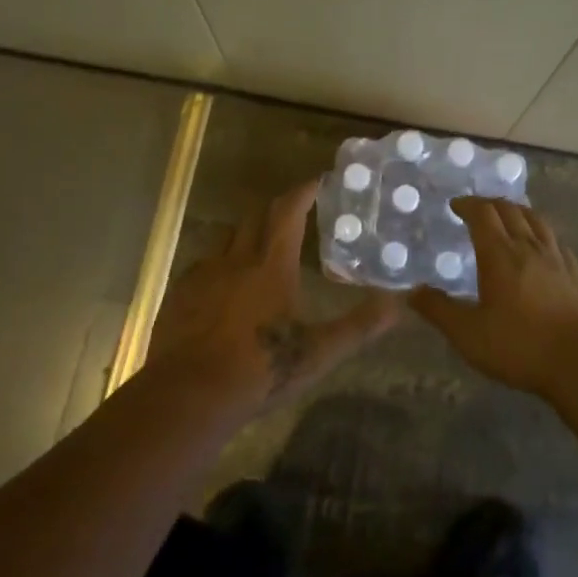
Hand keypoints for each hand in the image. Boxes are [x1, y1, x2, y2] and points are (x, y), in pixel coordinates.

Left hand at [145, 179, 399, 417]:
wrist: (188, 395)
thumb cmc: (260, 369)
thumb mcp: (319, 353)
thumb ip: (359, 326)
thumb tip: (398, 304)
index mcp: (272, 265)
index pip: (289, 212)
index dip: (304, 191)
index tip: (317, 181)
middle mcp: (236, 259)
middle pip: (255, 217)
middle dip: (276, 208)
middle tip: (293, 212)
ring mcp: (203, 274)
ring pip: (227, 239)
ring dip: (246, 235)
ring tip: (259, 248)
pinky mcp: (179, 294)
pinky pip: (203, 265)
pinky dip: (220, 265)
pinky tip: (224, 286)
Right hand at [411, 198, 577, 397]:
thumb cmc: (520, 346)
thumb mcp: (469, 334)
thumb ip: (439, 310)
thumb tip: (412, 292)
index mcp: (500, 255)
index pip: (483, 214)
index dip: (468, 205)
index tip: (456, 205)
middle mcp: (529, 247)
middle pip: (510, 210)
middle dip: (490, 204)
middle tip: (477, 209)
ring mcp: (558, 259)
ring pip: (536, 221)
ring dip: (518, 211)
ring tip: (508, 217)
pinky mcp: (577, 275)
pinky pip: (556, 241)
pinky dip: (541, 234)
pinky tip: (542, 247)